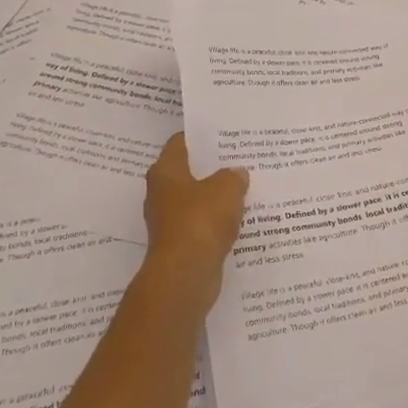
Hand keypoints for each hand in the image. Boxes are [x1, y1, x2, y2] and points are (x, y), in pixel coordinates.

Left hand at [141, 133, 249, 307]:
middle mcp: (161, 193)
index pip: (180, 143)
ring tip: (245, 187)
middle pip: (188, 172)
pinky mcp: (181, 244)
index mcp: (165, 172)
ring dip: (217, 196)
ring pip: (197, 200)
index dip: (200, 135)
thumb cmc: (200, 221)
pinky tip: (240, 218)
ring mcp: (169, 221)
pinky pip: (203, 225)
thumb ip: (233, 176)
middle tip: (240, 158)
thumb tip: (237, 173)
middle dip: (212, 166)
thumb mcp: (226, 188)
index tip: (223, 132)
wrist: (185, 275)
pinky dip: (218, 221)